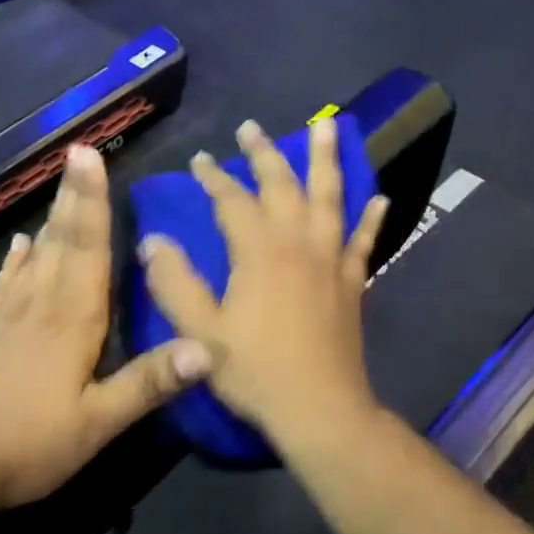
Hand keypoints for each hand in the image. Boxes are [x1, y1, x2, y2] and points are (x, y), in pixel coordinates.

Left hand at [0, 144, 212, 510]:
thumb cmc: (25, 446)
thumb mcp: (97, 423)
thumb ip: (149, 383)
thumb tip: (208, 347)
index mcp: (72, 322)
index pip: (89, 250)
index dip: (93, 203)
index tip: (90, 156)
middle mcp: (38, 307)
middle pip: (61, 242)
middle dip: (73, 197)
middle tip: (76, 153)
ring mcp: (3, 319)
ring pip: (34, 257)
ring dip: (50, 219)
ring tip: (58, 189)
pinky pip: (3, 286)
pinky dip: (14, 262)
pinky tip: (17, 246)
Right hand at [140, 115, 388, 449]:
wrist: (319, 409)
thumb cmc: (256, 372)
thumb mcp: (201, 334)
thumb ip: (175, 284)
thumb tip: (153, 240)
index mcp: (259, 253)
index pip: (232, 201)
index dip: (213, 178)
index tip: (198, 160)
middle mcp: (298, 245)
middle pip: (283, 185)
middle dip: (265, 154)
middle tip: (251, 129)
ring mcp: (331, 261)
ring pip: (330, 198)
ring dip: (326, 160)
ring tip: (328, 124)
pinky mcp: (352, 282)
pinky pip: (364, 241)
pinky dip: (371, 218)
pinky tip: (380, 198)